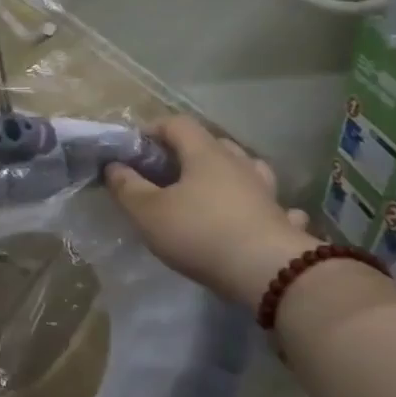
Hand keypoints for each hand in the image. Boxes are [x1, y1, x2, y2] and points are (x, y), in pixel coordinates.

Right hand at [104, 115, 315, 306]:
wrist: (268, 272)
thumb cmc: (199, 233)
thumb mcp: (148, 212)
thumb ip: (127, 187)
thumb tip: (114, 166)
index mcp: (205, 154)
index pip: (177, 124)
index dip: (153, 130)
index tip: (134, 149)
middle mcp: (238, 164)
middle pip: (212, 143)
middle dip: (187, 152)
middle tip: (166, 173)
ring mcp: (265, 191)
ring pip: (245, 168)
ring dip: (226, 173)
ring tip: (209, 189)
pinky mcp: (281, 219)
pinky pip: (270, 204)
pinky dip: (257, 205)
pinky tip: (252, 216)